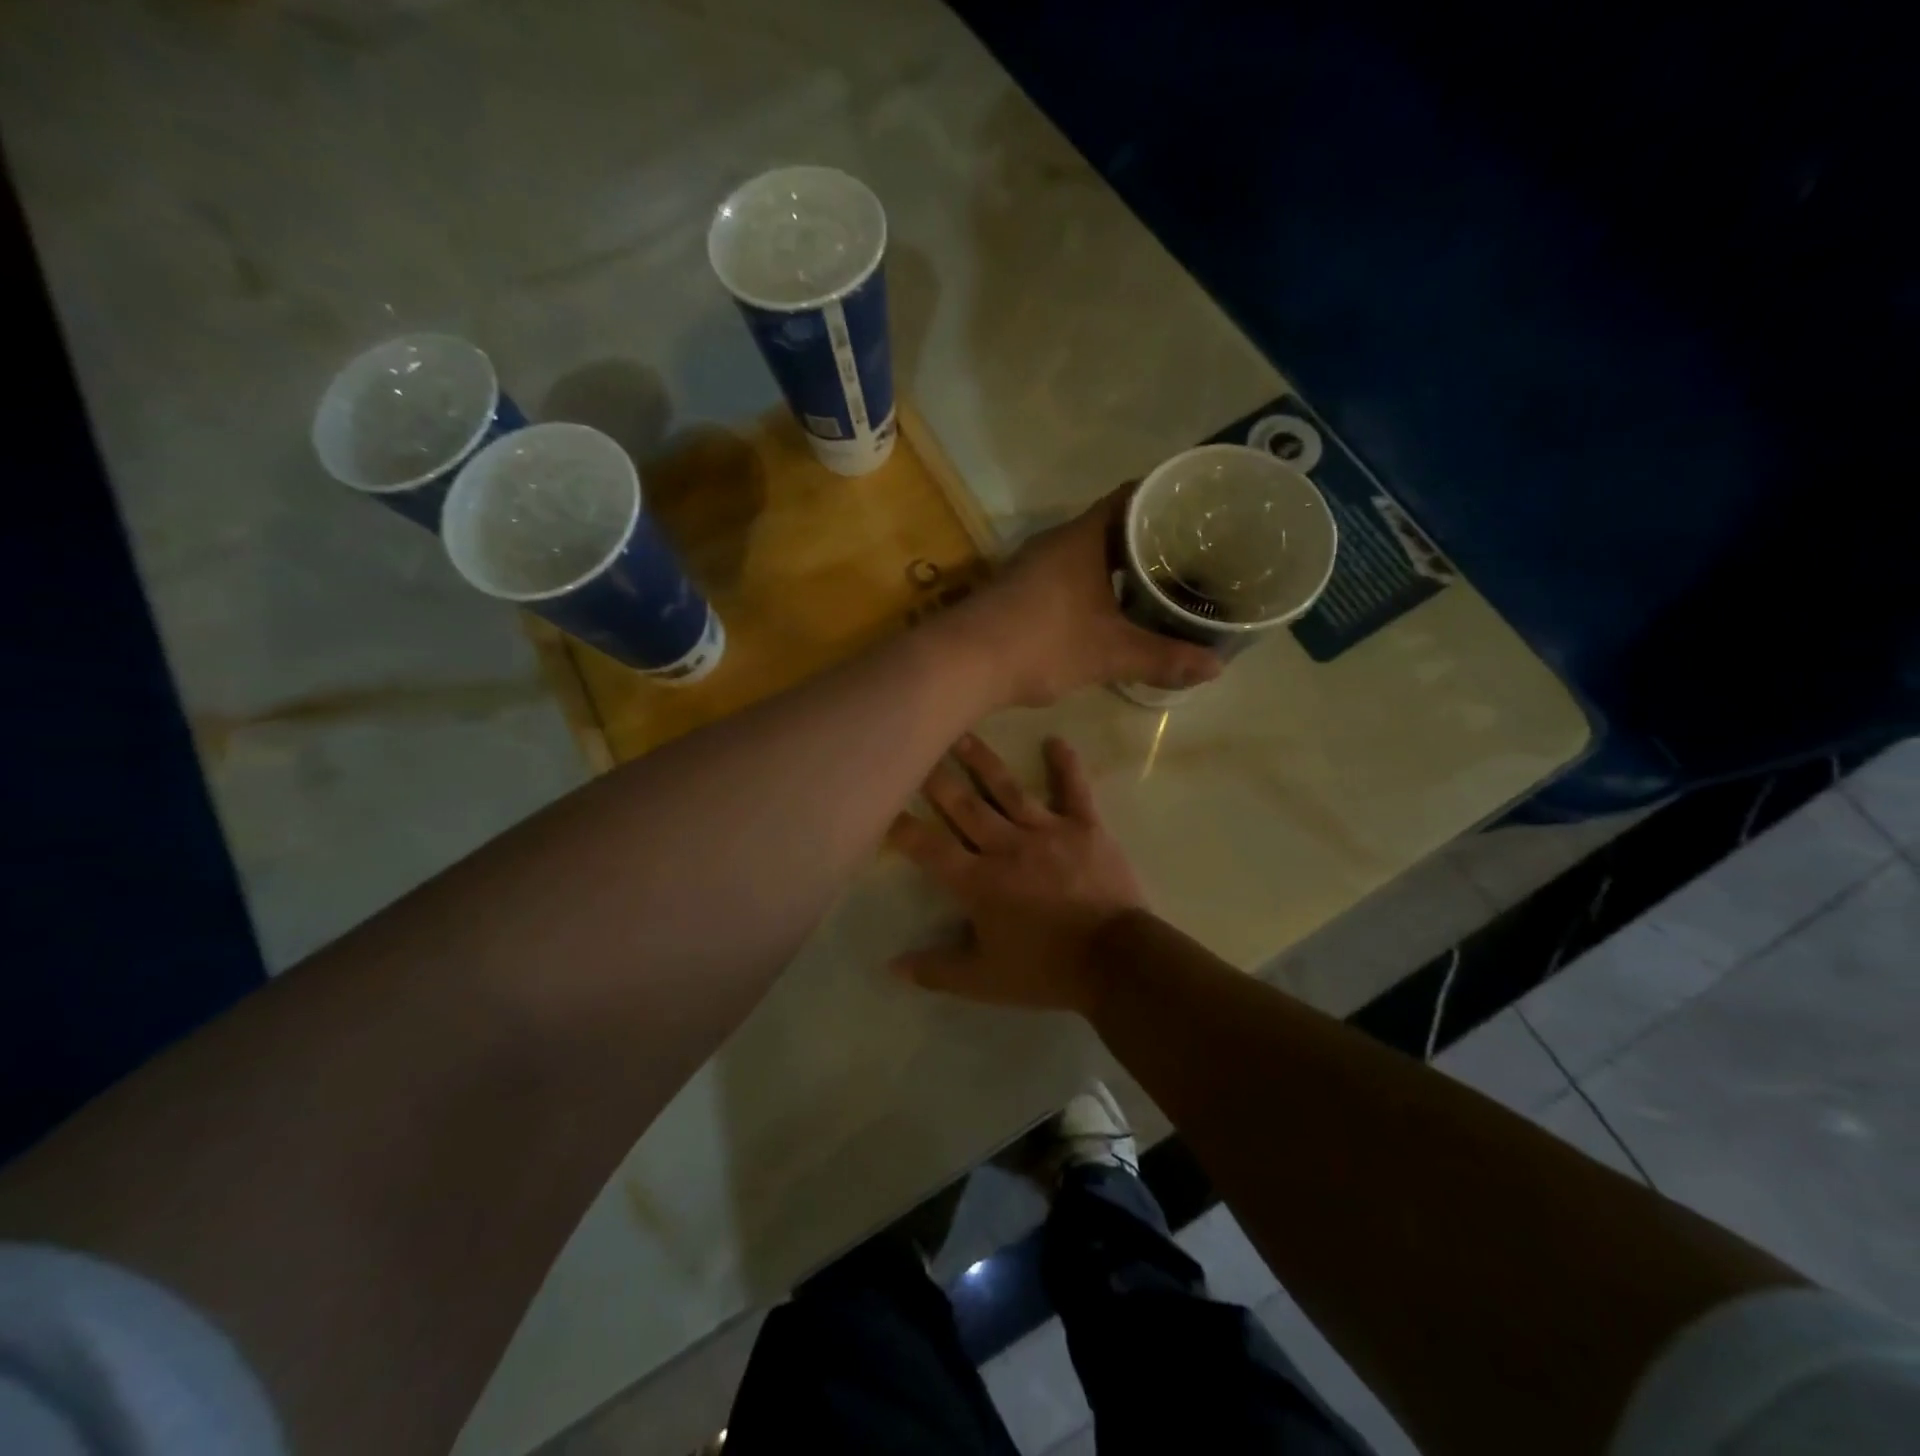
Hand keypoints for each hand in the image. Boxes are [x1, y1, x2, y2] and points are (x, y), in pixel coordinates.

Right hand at [886, 733, 1143, 1012]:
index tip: (882, 805)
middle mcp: (1007, 846)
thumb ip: (937, 971)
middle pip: (964, 805)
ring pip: (1008, 789)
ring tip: (962, 733)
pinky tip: (1056, 740)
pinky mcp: (1086, 826)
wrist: (1116, 961)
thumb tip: (892, 966)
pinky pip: (1074, 789)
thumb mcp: (985, 981)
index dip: (902, 827)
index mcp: (978, 881)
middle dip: (936, 778)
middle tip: (916, 745)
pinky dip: (1066, 765)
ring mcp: (1048, 831)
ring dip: (983, 760)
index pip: (929, 848)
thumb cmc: (1046, 970)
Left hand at [956, 488, 1219, 707]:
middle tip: (1191, 555)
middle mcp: (1057, 542)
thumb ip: (1163, 658)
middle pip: (1112, 525)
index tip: (1199, 512)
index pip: (1132, 497)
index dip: (1166, 499)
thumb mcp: (1111, 653)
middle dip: (1149, 539)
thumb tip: (1217, 667)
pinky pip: (1068, 575)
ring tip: (1159, 583)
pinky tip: (1110, 610)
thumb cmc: (1043, 643)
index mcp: (1083, 537)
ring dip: (1119, 566)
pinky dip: (1094, 584)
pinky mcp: (1019, 590)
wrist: (964, 662)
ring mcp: (1033, 566)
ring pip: (1087, 553)